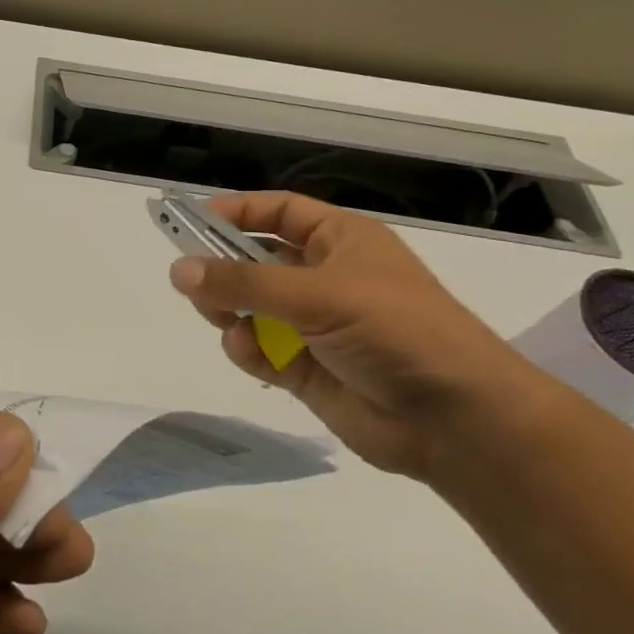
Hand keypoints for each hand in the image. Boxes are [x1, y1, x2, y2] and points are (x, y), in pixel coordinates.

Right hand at [169, 192, 563, 481]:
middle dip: (222, 268)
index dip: (236, 212)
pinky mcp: (303, 369)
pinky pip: (256, 348)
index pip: (278, 212)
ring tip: (224, 319)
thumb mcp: (318, 294)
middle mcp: (324, 278)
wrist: (455, 421)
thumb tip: (177, 269)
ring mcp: (312, 325)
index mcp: (340, 241)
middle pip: (254, 260)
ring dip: (228, 310)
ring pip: (248, 307)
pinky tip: (249, 351)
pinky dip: (246, 348)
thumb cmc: (396, 331)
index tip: (189, 221)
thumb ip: (243, 283)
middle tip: (191, 280)